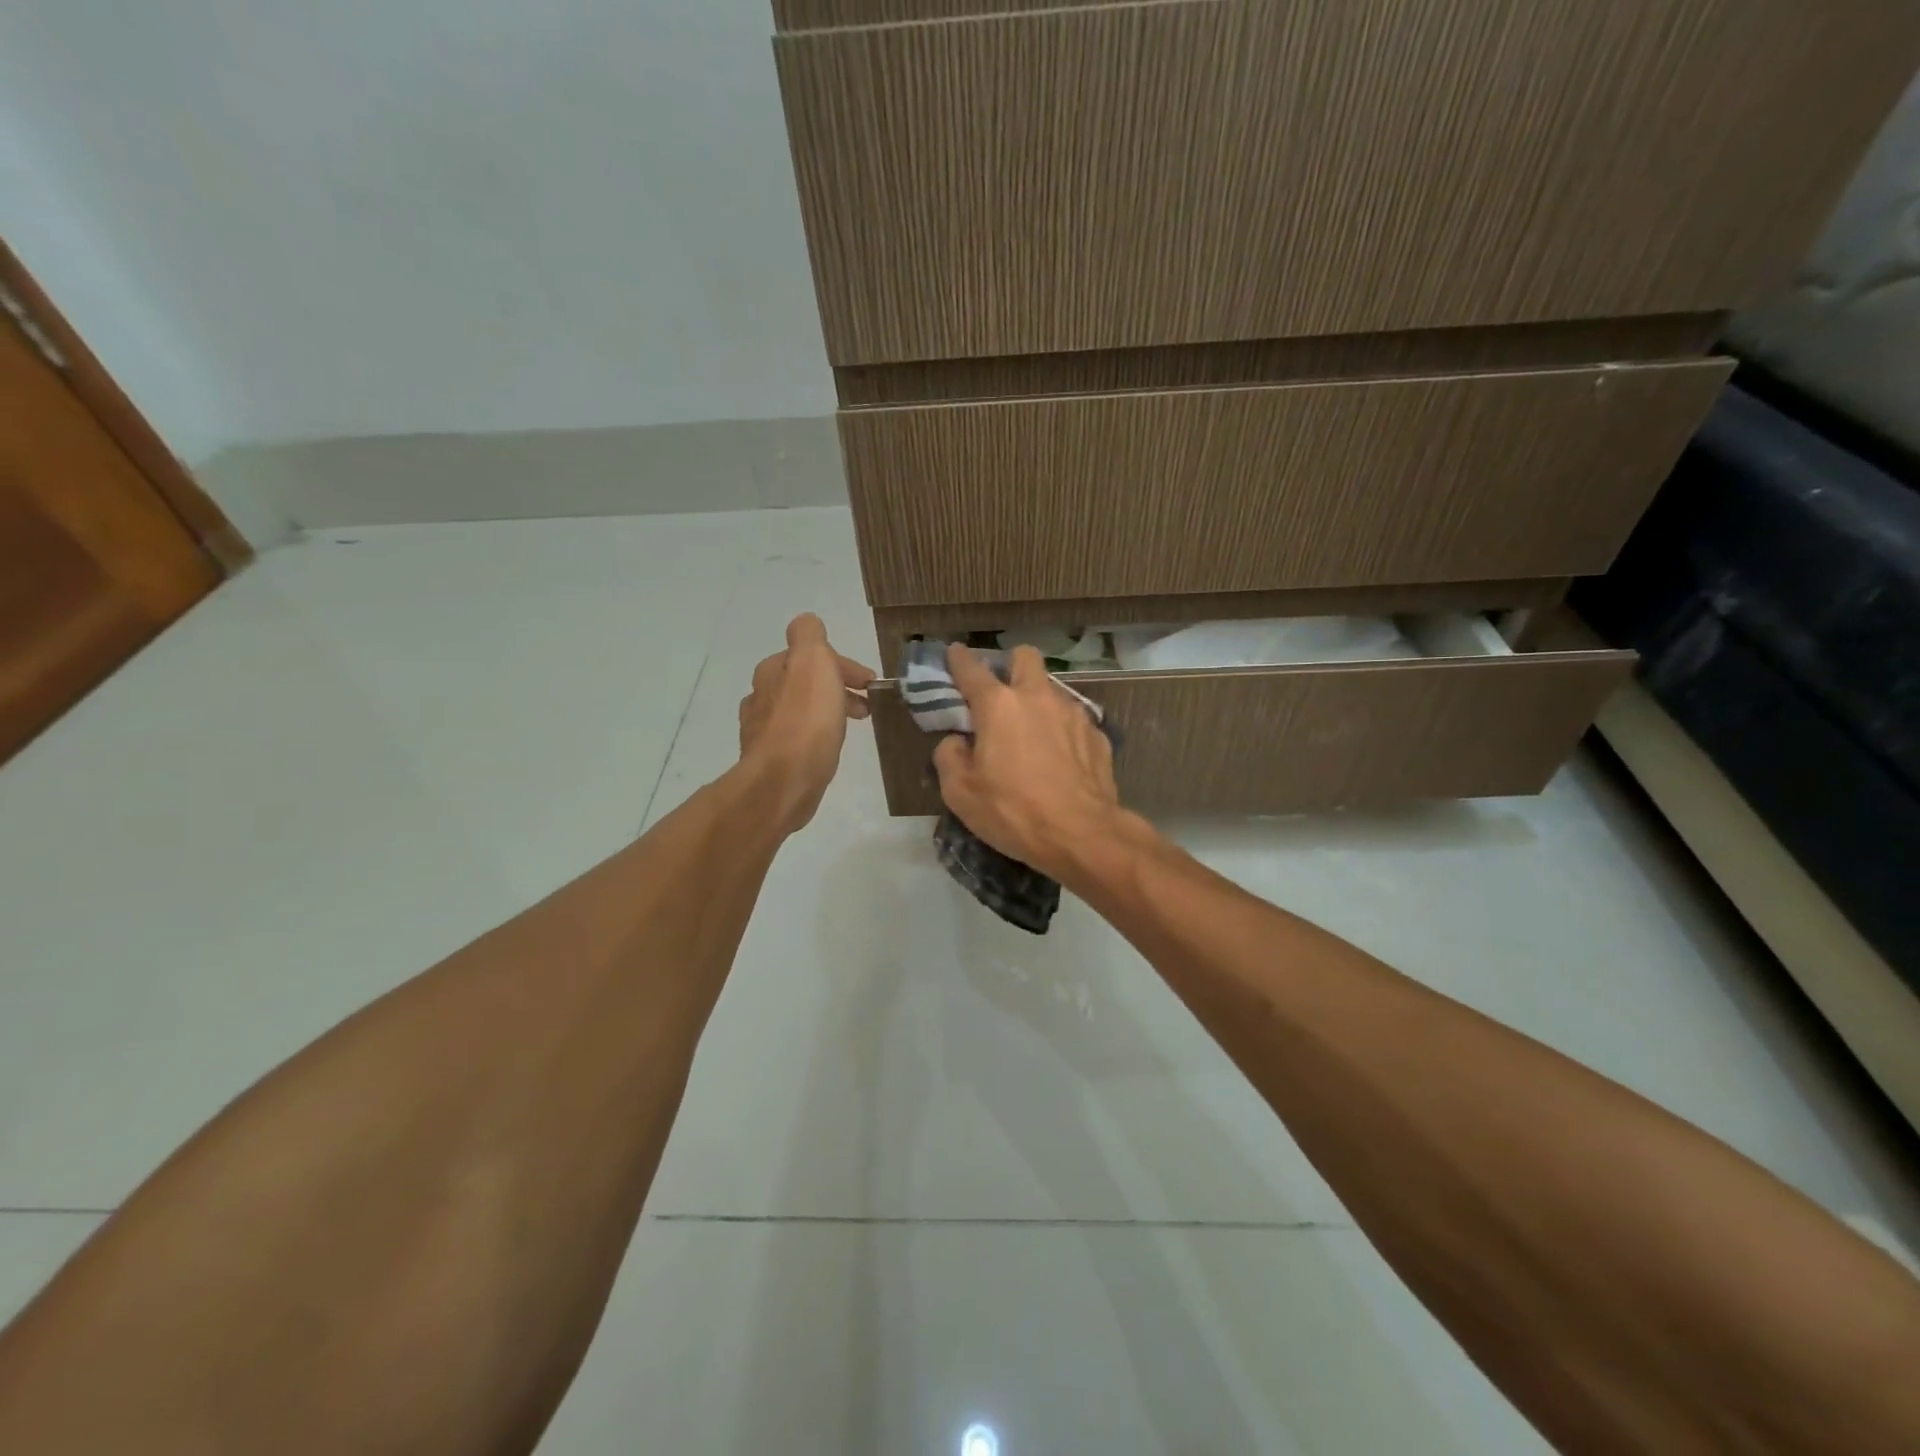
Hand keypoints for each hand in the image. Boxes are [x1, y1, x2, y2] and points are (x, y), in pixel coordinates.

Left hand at [739, 614, 874, 832]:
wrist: (784, 781)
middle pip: (804, 682)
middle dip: (837, 688)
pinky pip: (796, 737)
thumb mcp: (814, 662)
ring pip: (800, 710)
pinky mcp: (769, 759)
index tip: (870, 683)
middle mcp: (762, 695)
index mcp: (773, 669)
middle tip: (866, 706)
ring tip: (852, 727)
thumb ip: (810, 637)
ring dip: (827, 711)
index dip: (843, 664)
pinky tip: (825, 748)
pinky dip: (815, 735)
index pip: (811, 654)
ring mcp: (761, 729)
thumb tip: (808, 625)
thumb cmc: (806, 720)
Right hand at [931, 644, 1124, 879]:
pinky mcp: (1098, 735)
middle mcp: (1038, 698)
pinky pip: (1073, 722)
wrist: (1082, 835)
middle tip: (1001, 694)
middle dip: (1011, 666)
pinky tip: (1060, 761)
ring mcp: (1073, 714)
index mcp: (998, 706)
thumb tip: (956, 742)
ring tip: (1032, 737)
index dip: (959, 659)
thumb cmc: (1013, 812)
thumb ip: (949, 757)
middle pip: (1025, 658)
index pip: (972, 670)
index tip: (954, 654)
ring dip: (1038, 703)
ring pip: (1052, 690)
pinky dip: (1062, 732)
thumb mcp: (961, 793)